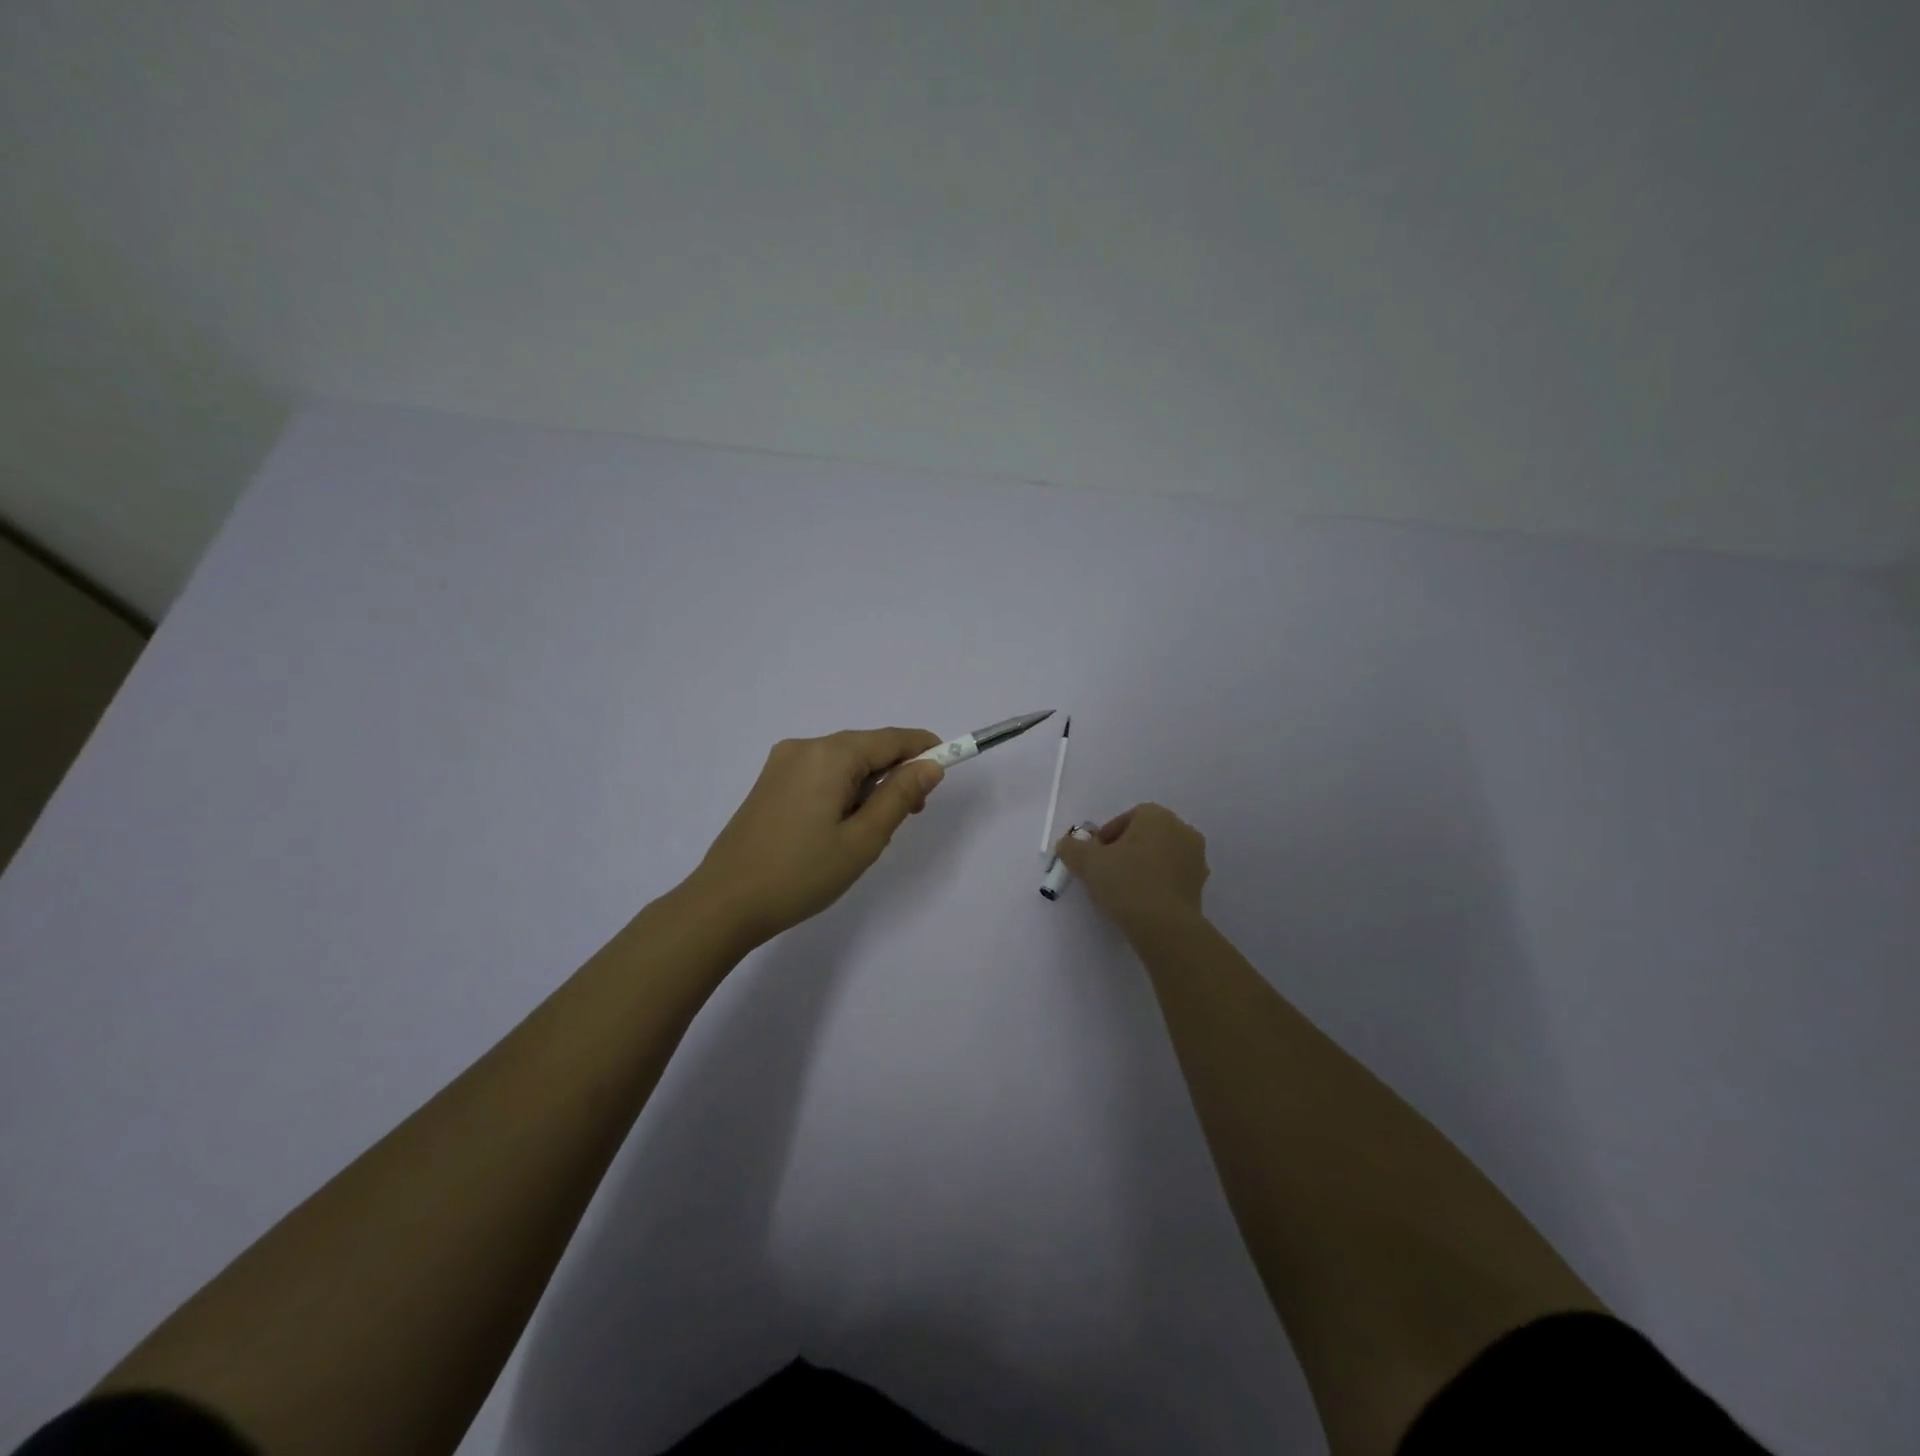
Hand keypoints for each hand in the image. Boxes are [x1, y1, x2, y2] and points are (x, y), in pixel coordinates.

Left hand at [688, 728, 945, 946]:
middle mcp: (805, 747)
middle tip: (909, 816)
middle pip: (866, 748)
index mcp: (830, 755)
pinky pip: (821, 774)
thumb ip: (899, 796)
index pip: (891, 739)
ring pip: (844, 763)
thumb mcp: (863, 840)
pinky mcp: (770, 782)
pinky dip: (842, 791)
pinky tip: (839, 827)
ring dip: (868, 786)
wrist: (725, 903)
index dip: (924, 748)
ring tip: (869, 833)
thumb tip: (930, 766)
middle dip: (894, 774)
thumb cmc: (801, 874)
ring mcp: (782, 763)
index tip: (950, 765)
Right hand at [1055, 802, 1208, 932]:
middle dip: (1124, 850)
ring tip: (1122, 890)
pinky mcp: (1200, 885)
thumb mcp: (1087, 863)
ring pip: (1159, 856)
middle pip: (1144, 835)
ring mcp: (1196, 858)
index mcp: (1157, 816)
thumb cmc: (1126, 883)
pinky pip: (1171, 876)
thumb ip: (1072, 848)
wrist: (1165, 927)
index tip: (1093, 858)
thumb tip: (1067, 844)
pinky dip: (1156, 883)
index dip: (1106, 837)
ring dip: (1141, 866)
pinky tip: (1140, 902)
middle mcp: (1182, 830)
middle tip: (1105, 872)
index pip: (1126, 818)